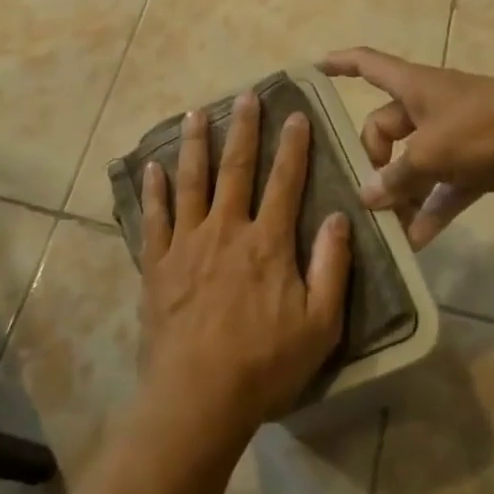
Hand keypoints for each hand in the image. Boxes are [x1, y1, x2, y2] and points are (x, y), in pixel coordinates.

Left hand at [137, 90, 352, 442]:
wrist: (197, 398)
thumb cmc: (264, 365)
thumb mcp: (319, 325)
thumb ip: (331, 267)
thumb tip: (340, 216)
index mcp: (267, 243)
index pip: (285, 182)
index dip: (293, 146)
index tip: (296, 114)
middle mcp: (226, 230)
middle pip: (236, 169)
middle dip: (243, 129)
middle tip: (245, 95)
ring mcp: (186, 244)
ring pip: (191, 182)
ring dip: (194, 145)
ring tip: (195, 114)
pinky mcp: (157, 263)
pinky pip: (154, 218)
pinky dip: (154, 191)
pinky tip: (152, 167)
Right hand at [318, 47, 493, 247]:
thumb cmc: (485, 127)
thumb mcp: (432, 151)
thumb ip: (397, 176)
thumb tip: (367, 196)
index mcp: (414, 87)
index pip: (367, 64)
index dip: (339, 63)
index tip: (313, 68)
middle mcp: (429, 108)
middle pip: (385, 128)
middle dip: (372, 161)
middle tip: (364, 196)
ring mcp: (454, 137)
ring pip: (414, 164)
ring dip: (400, 193)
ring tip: (383, 227)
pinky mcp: (476, 165)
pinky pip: (443, 189)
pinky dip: (430, 210)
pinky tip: (416, 241)